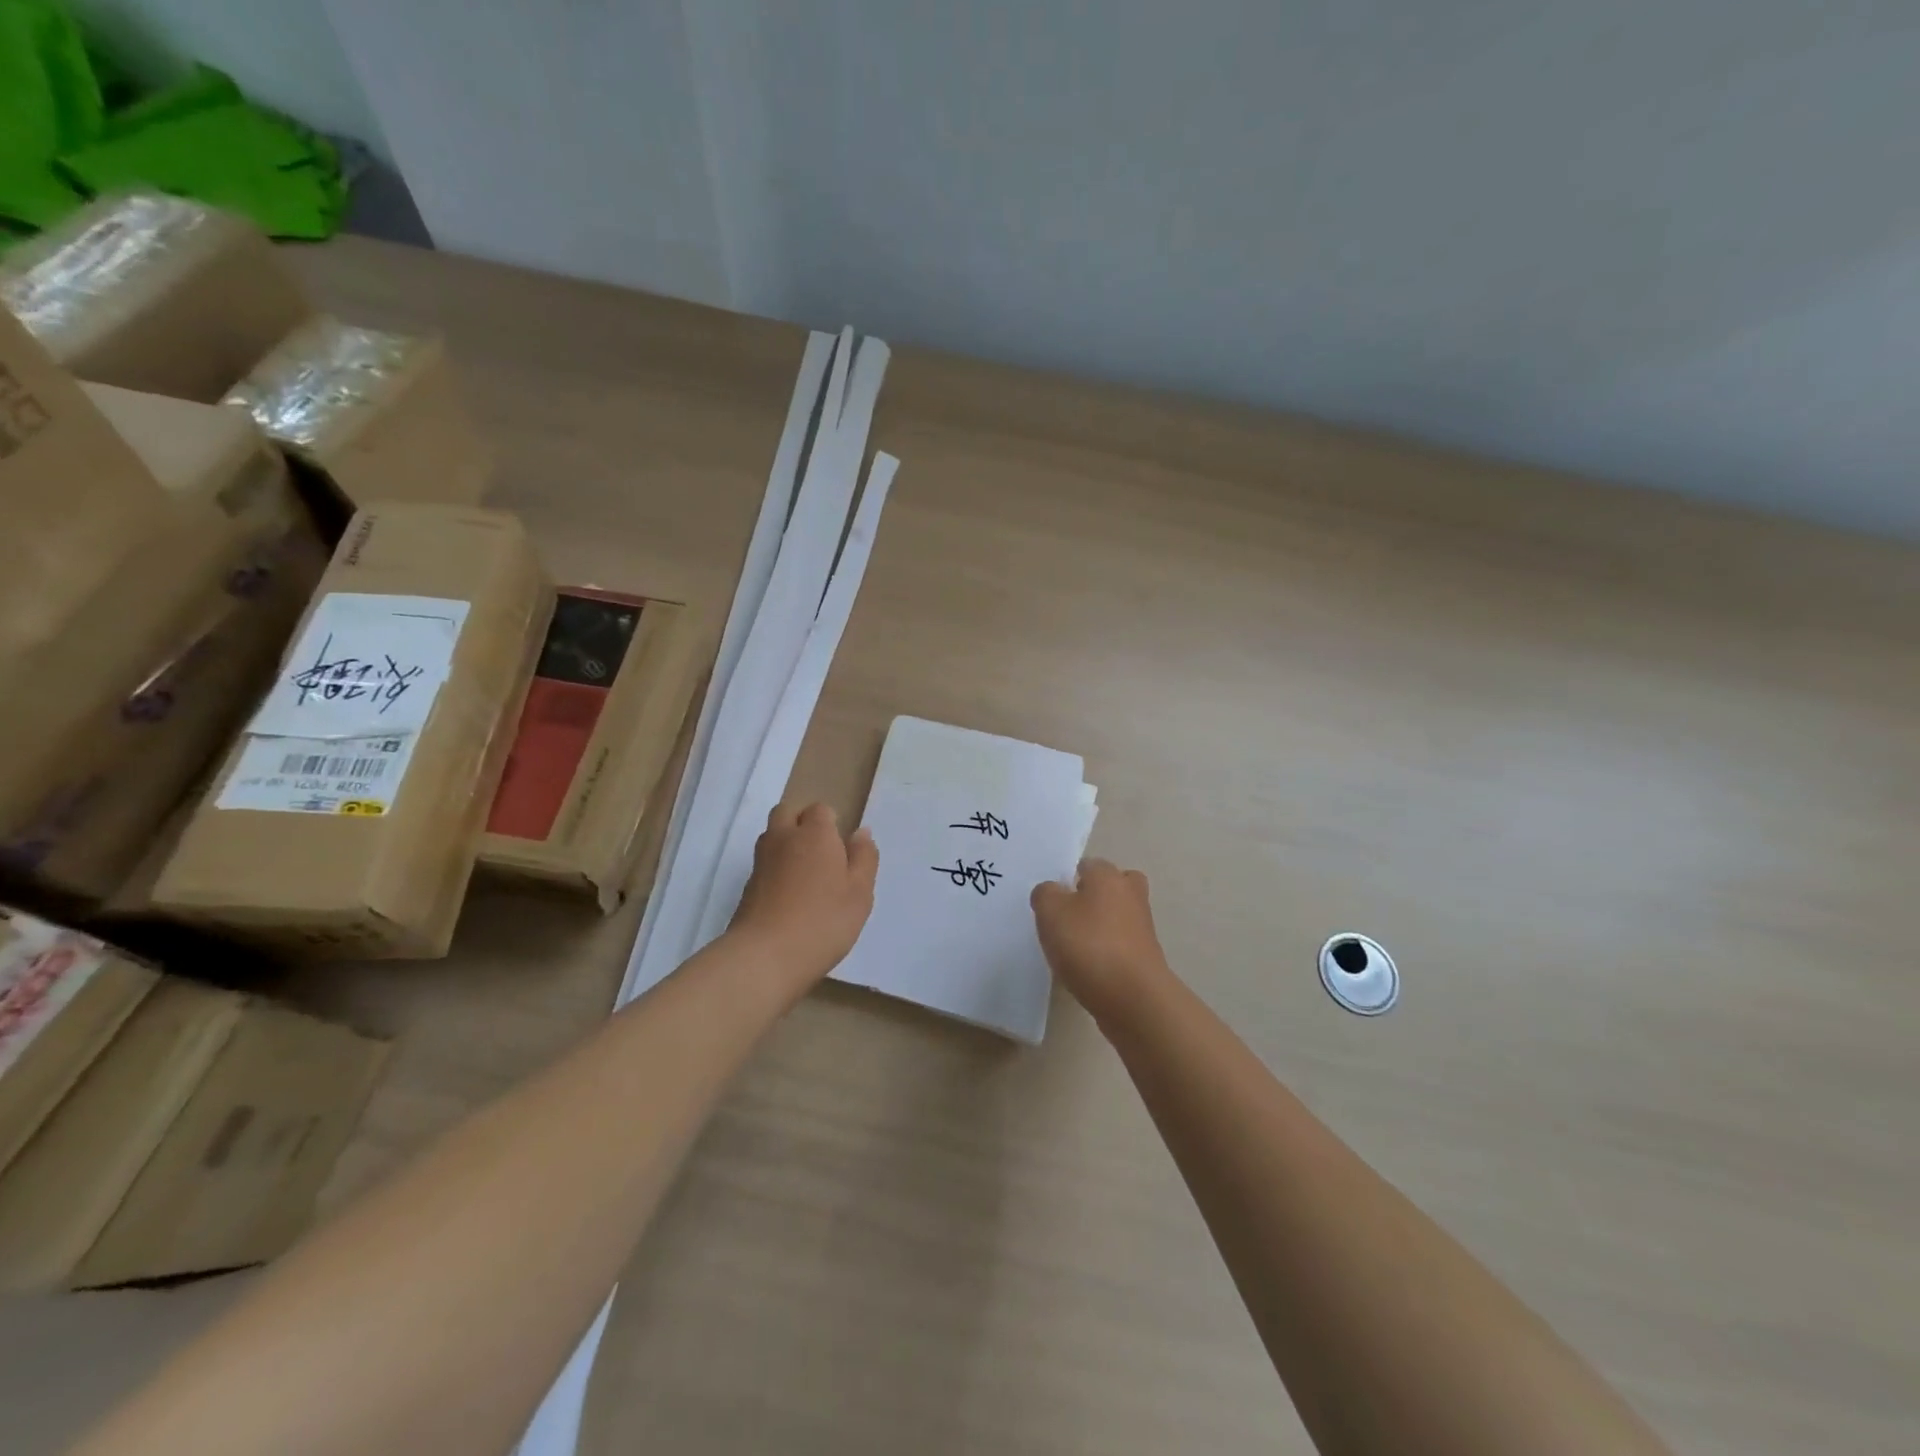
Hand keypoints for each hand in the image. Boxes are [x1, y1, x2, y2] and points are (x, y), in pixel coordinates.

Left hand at [730, 803, 878, 983]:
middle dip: (802, 822)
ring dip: (786, 843)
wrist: (765, 956)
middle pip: (787, 812)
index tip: (842, 848)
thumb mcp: (860, 892)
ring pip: (772, 836)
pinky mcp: (747, 886)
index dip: (831, 823)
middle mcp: (783, 838)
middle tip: (821, 851)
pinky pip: (764, 863)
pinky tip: (789, 896)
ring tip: (805, 873)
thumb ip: (864, 857)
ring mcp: (761, 862)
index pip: (820, 810)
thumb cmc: (824, 921)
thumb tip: (860, 831)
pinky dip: (775, 869)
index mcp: (815, 833)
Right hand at [1032, 858, 1171, 1020]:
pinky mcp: (1146, 956)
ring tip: (1073, 946)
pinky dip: (1107, 950)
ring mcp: (1142, 927)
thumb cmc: (1088, 945)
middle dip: (1093, 896)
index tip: (1053, 900)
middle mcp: (1130, 894)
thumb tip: (1053, 892)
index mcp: (1108, 876)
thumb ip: (1045, 894)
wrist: (1133, 998)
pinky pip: (1121, 943)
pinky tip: (1088, 967)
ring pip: (1118, 915)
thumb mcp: (1050, 912)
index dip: (1069, 878)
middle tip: (1069, 916)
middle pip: (1112, 885)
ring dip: (1100, 925)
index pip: (1087, 864)